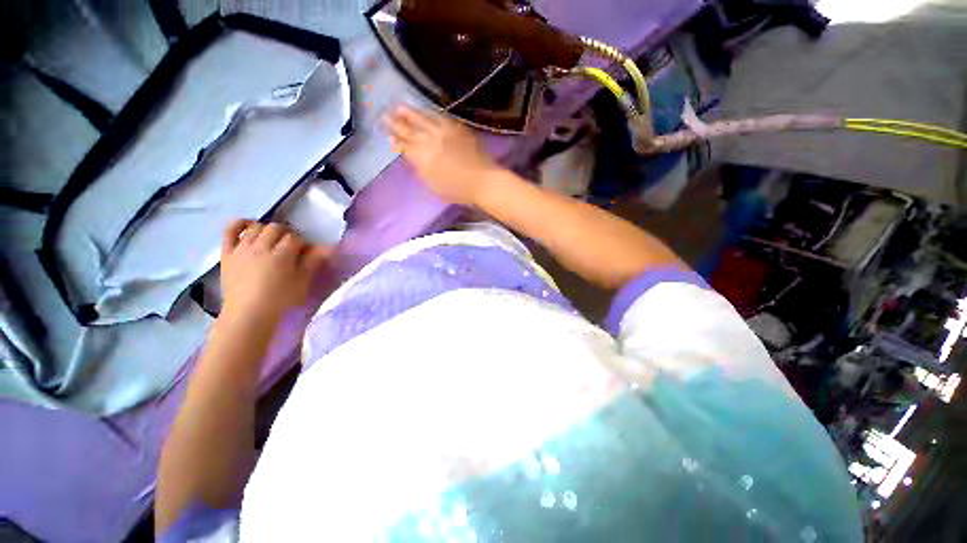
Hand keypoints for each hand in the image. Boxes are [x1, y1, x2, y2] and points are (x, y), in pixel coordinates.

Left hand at [219, 220, 330, 320]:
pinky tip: (248, 225)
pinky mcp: (227, 253)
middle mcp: (260, 247)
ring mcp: (242, 249)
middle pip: (276, 229)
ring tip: (273, 241)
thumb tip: (327, 248)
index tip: (305, 254)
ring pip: (256, 227)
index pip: (295, 239)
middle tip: (290, 247)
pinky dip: (239, 224)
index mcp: (281, 255)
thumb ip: (313, 262)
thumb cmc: (280, 300)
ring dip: (267, 230)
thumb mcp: (302, 282)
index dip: (303, 244)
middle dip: (286, 235)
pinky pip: (230, 231)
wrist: (248, 314)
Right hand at [385, 105, 500, 205]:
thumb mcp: (433, 185)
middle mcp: (430, 140)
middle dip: (397, 122)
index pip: (404, 146)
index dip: (396, 140)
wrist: (482, 180)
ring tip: (399, 106)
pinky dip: (430, 114)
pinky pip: (440, 117)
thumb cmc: (458, 190)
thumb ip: (421, 170)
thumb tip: (413, 159)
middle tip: (386, 114)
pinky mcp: (457, 128)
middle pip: (410, 129)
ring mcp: (444, 132)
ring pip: (423, 119)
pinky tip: (426, 111)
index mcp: (422, 157)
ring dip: (410, 113)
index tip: (388, 135)